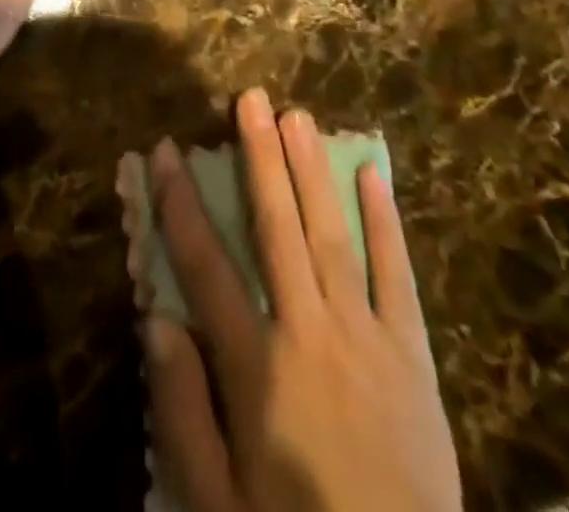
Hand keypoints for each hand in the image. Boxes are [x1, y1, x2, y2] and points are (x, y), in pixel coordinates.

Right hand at [146, 90, 462, 511]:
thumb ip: (183, 411)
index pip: (204, 265)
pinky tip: (373, 175)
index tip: (163, 150)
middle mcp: (309, 333)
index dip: (179, 203)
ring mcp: (366, 338)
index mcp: (256, 367)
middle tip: (250, 98)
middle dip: (259, 157)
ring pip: (332, 235)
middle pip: (276, 227)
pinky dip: (385, 223)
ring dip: (311, 171)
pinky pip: (396, 277)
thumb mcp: (217, 504)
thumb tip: (157, 319)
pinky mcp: (411, 356)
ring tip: (297, 115)